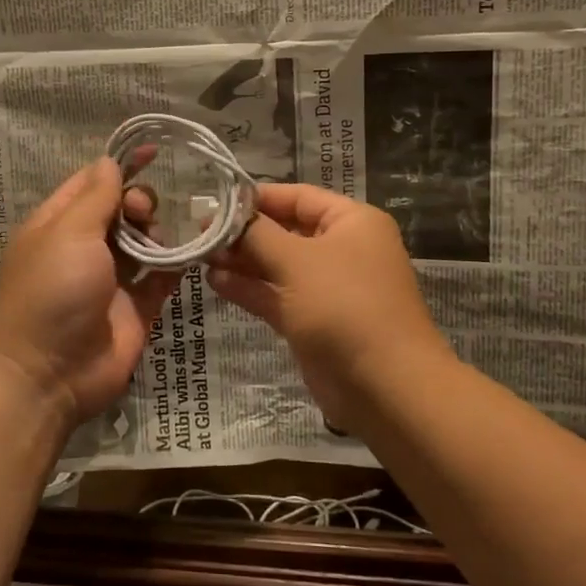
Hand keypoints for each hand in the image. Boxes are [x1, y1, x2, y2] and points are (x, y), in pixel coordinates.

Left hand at [0, 158, 179, 433]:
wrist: (48, 376)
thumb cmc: (52, 292)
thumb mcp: (68, 232)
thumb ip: (96, 196)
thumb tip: (110, 161)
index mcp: (58, 225)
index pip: (91, 183)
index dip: (120, 166)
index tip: (153, 151)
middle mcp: (84, 248)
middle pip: (122, 209)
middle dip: (139, 203)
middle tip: (141, 216)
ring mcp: (111, 279)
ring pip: (145, 240)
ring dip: (158, 233)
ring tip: (157, 245)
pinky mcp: (136, 308)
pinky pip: (162, 276)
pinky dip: (176, 264)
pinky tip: (189, 254)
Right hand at [206, 183, 454, 427]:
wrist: (385, 388)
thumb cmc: (344, 306)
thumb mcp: (297, 260)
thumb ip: (258, 234)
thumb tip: (227, 214)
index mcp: (351, 222)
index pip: (297, 197)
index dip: (256, 198)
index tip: (215, 203)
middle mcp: (342, 249)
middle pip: (286, 230)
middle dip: (244, 232)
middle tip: (199, 232)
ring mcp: (328, 288)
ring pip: (278, 265)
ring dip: (242, 260)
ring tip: (200, 255)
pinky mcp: (314, 322)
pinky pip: (277, 295)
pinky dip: (250, 288)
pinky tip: (215, 281)